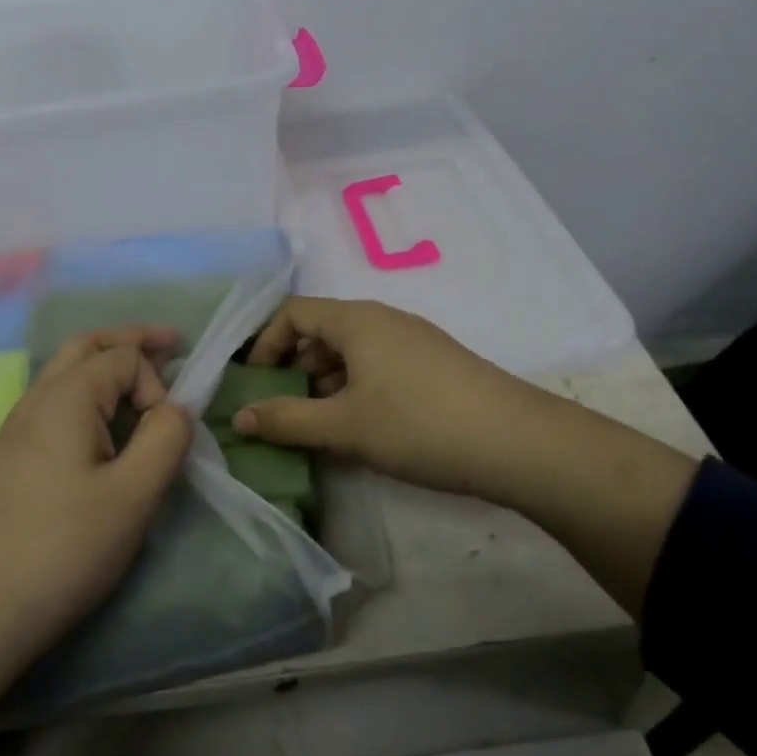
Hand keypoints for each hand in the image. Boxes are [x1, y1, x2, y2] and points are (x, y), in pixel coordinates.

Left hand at [0, 327, 189, 755]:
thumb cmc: (61, 549)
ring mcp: (17, 427)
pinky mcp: (11, 457)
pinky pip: (56, 402)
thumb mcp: (133, 496)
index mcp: (66, 396)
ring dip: (107, 364)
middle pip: (87, 346)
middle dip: (130, 340)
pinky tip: (101, 427)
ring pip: (67, 372)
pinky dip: (89, 394)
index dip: (156, 384)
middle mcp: (37, 398)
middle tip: (170, 344)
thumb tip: (175, 409)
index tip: (165, 436)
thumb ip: (165, 439)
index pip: (124, 357)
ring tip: (140, 380)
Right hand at [237, 296, 698, 620]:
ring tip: (319, 427)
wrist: (517, 442)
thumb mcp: (345, 426)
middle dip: (294, 368)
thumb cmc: (418, 424)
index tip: (255, 383)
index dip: (266, 343)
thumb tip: (239, 418)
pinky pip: (379, 366)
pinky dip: (356, 390)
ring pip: (352, 352)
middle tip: (282, 410)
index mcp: (356, 320)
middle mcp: (383, 319)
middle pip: (322, 330)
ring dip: (325, 384)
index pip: (293, 312)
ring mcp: (412, 340)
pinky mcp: (434, 365)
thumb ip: (287, 419)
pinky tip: (361, 429)